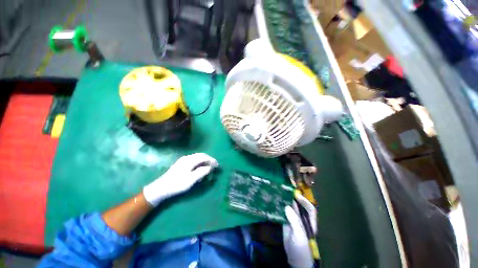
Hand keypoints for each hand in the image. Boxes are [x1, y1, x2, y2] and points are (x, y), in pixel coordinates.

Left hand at [143, 153, 218, 205]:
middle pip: (201, 155)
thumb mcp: (191, 180)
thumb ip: (201, 172)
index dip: (212, 160)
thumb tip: (210, 167)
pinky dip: (199, 162)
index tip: (217, 165)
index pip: (204, 157)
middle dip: (209, 159)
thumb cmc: (177, 184)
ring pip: (197, 157)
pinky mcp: (181, 163)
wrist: (161, 188)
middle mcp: (187, 157)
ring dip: (204, 161)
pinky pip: (194, 160)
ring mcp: (183, 160)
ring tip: (208, 167)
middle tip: (214, 165)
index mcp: (190, 160)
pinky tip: (199, 168)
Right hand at [283, 194, 316, 267]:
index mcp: (309, 221)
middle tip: (285, 190)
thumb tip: (287, 206)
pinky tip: (275, 202)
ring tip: (279, 193)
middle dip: (293, 198)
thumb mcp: (299, 234)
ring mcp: (293, 220)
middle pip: (298, 206)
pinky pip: (283, 212)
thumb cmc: (301, 248)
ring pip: (290, 208)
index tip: (296, 195)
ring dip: (285, 201)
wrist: (294, 258)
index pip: (309, 208)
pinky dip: (280, 207)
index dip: (304, 201)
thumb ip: (294, 220)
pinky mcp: (286, 222)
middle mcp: (302, 219)